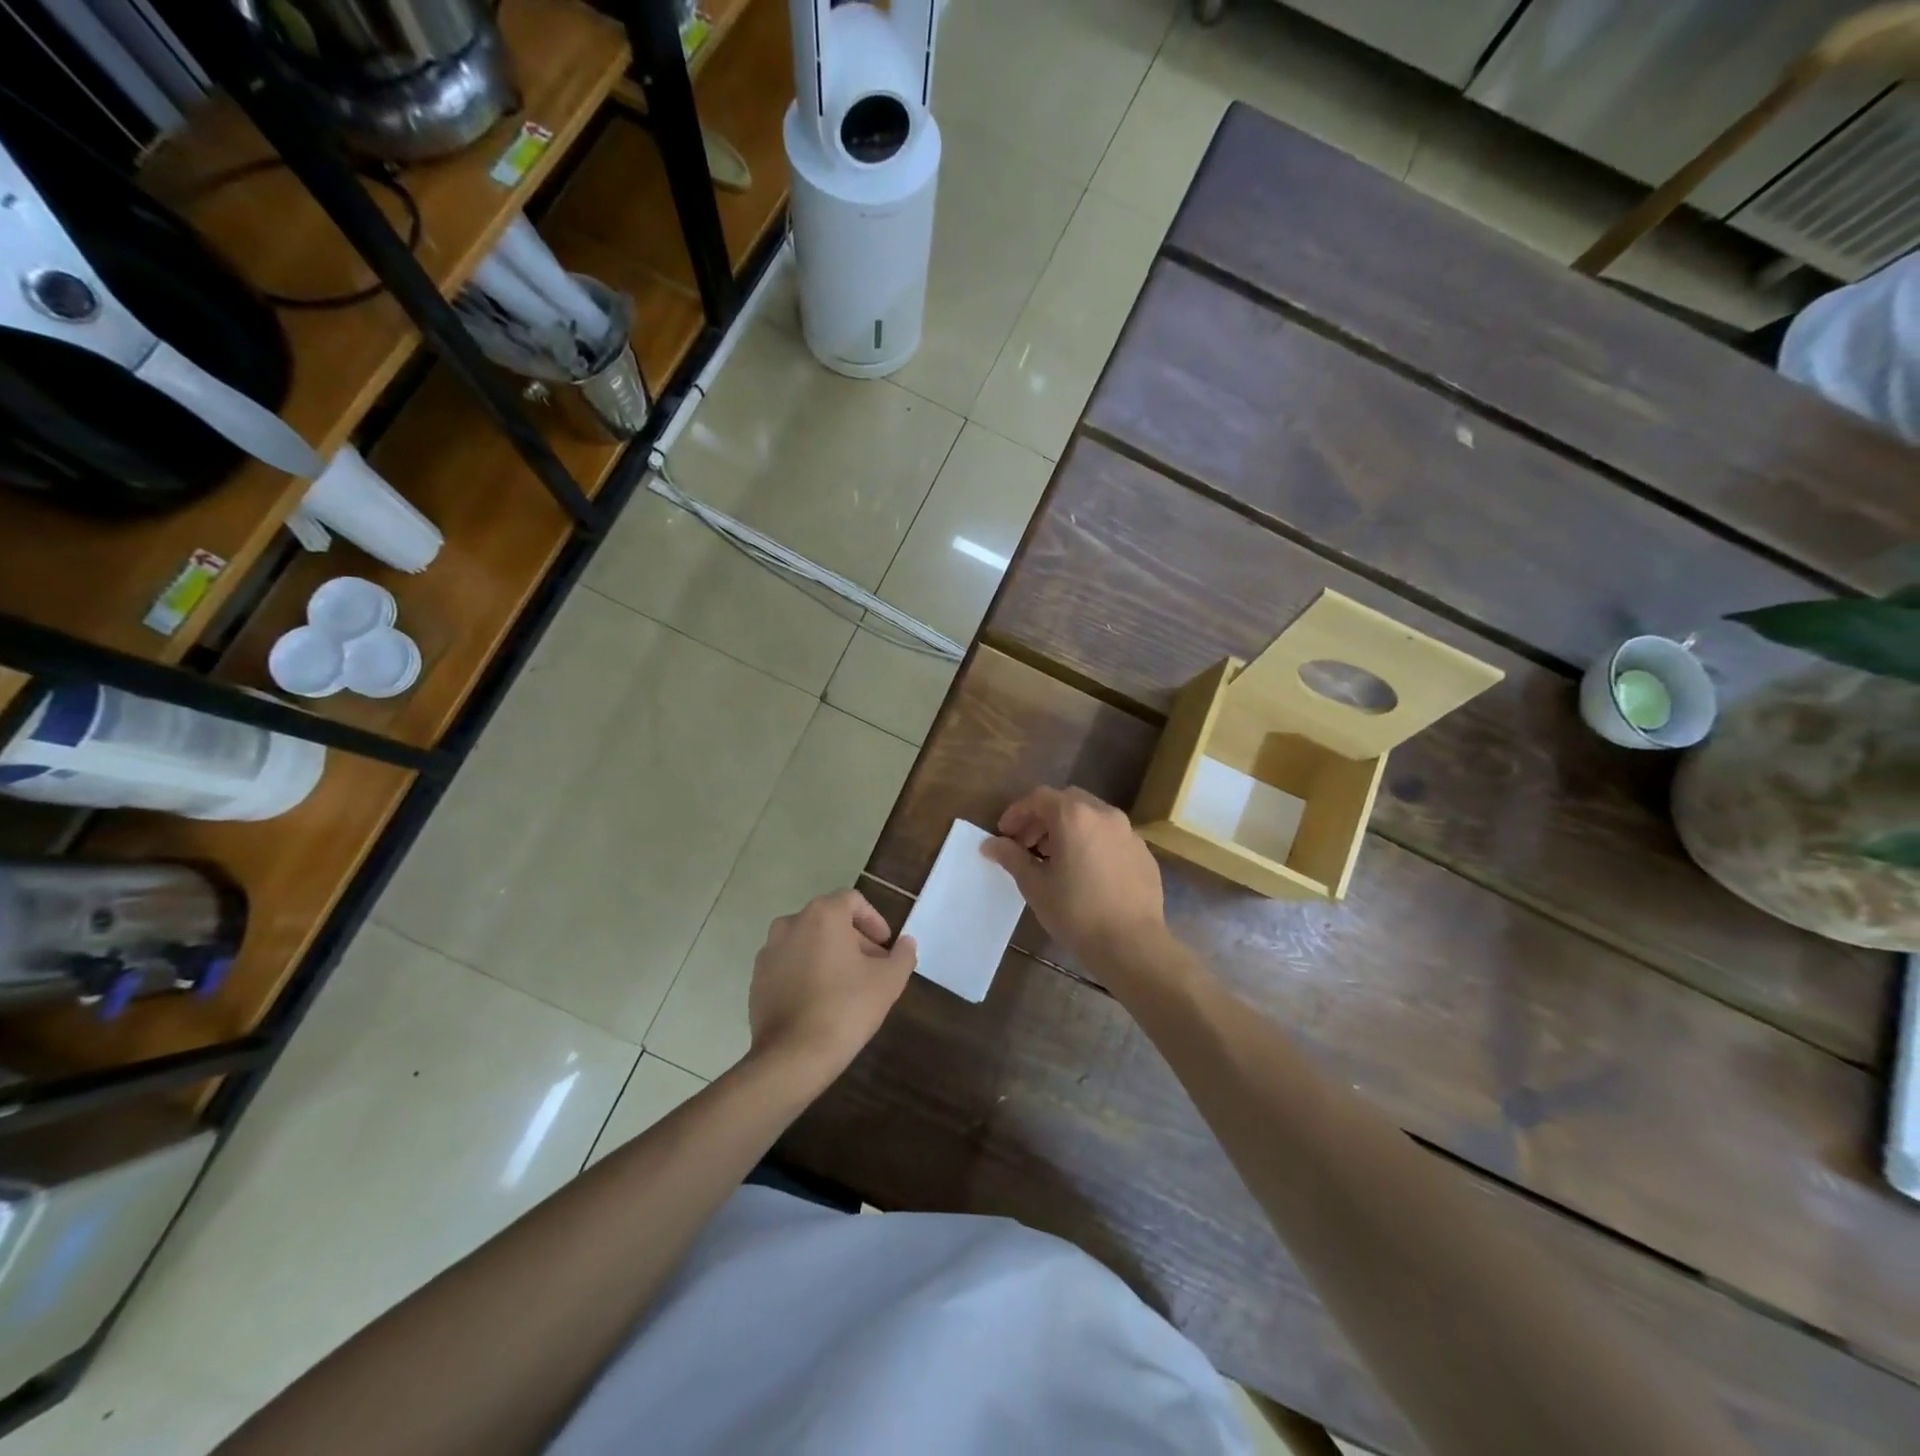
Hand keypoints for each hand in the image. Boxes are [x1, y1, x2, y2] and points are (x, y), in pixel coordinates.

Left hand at [747, 890, 916, 1086]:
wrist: (793, 1057)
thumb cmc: (846, 1009)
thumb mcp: (889, 981)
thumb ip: (903, 955)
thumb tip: (906, 943)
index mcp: (822, 915)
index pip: (852, 901)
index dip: (874, 920)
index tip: (885, 946)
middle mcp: (790, 923)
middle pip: (829, 920)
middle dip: (854, 939)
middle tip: (872, 967)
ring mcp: (769, 951)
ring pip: (807, 941)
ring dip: (829, 954)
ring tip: (847, 985)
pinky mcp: (757, 978)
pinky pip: (789, 964)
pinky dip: (806, 971)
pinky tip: (820, 1000)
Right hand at [982, 787, 1167, 968]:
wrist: (1132, 945)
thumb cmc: (1076, 912)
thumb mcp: (1035, 885)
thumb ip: (1011, 857)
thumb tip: (990, 844)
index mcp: (1074, 816)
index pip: (1038, 798)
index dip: (1017, 813)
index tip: (1004, 834)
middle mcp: (1104, 814)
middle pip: (1067, 802)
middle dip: (1043, 818)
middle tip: (1028, 844)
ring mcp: (1129, 832)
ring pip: (1092, 817)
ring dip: (1069, 828)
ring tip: (1056, 859)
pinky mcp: (1143, 852)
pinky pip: (1111, 836)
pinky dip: (1092, 842)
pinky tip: (1086, 872)